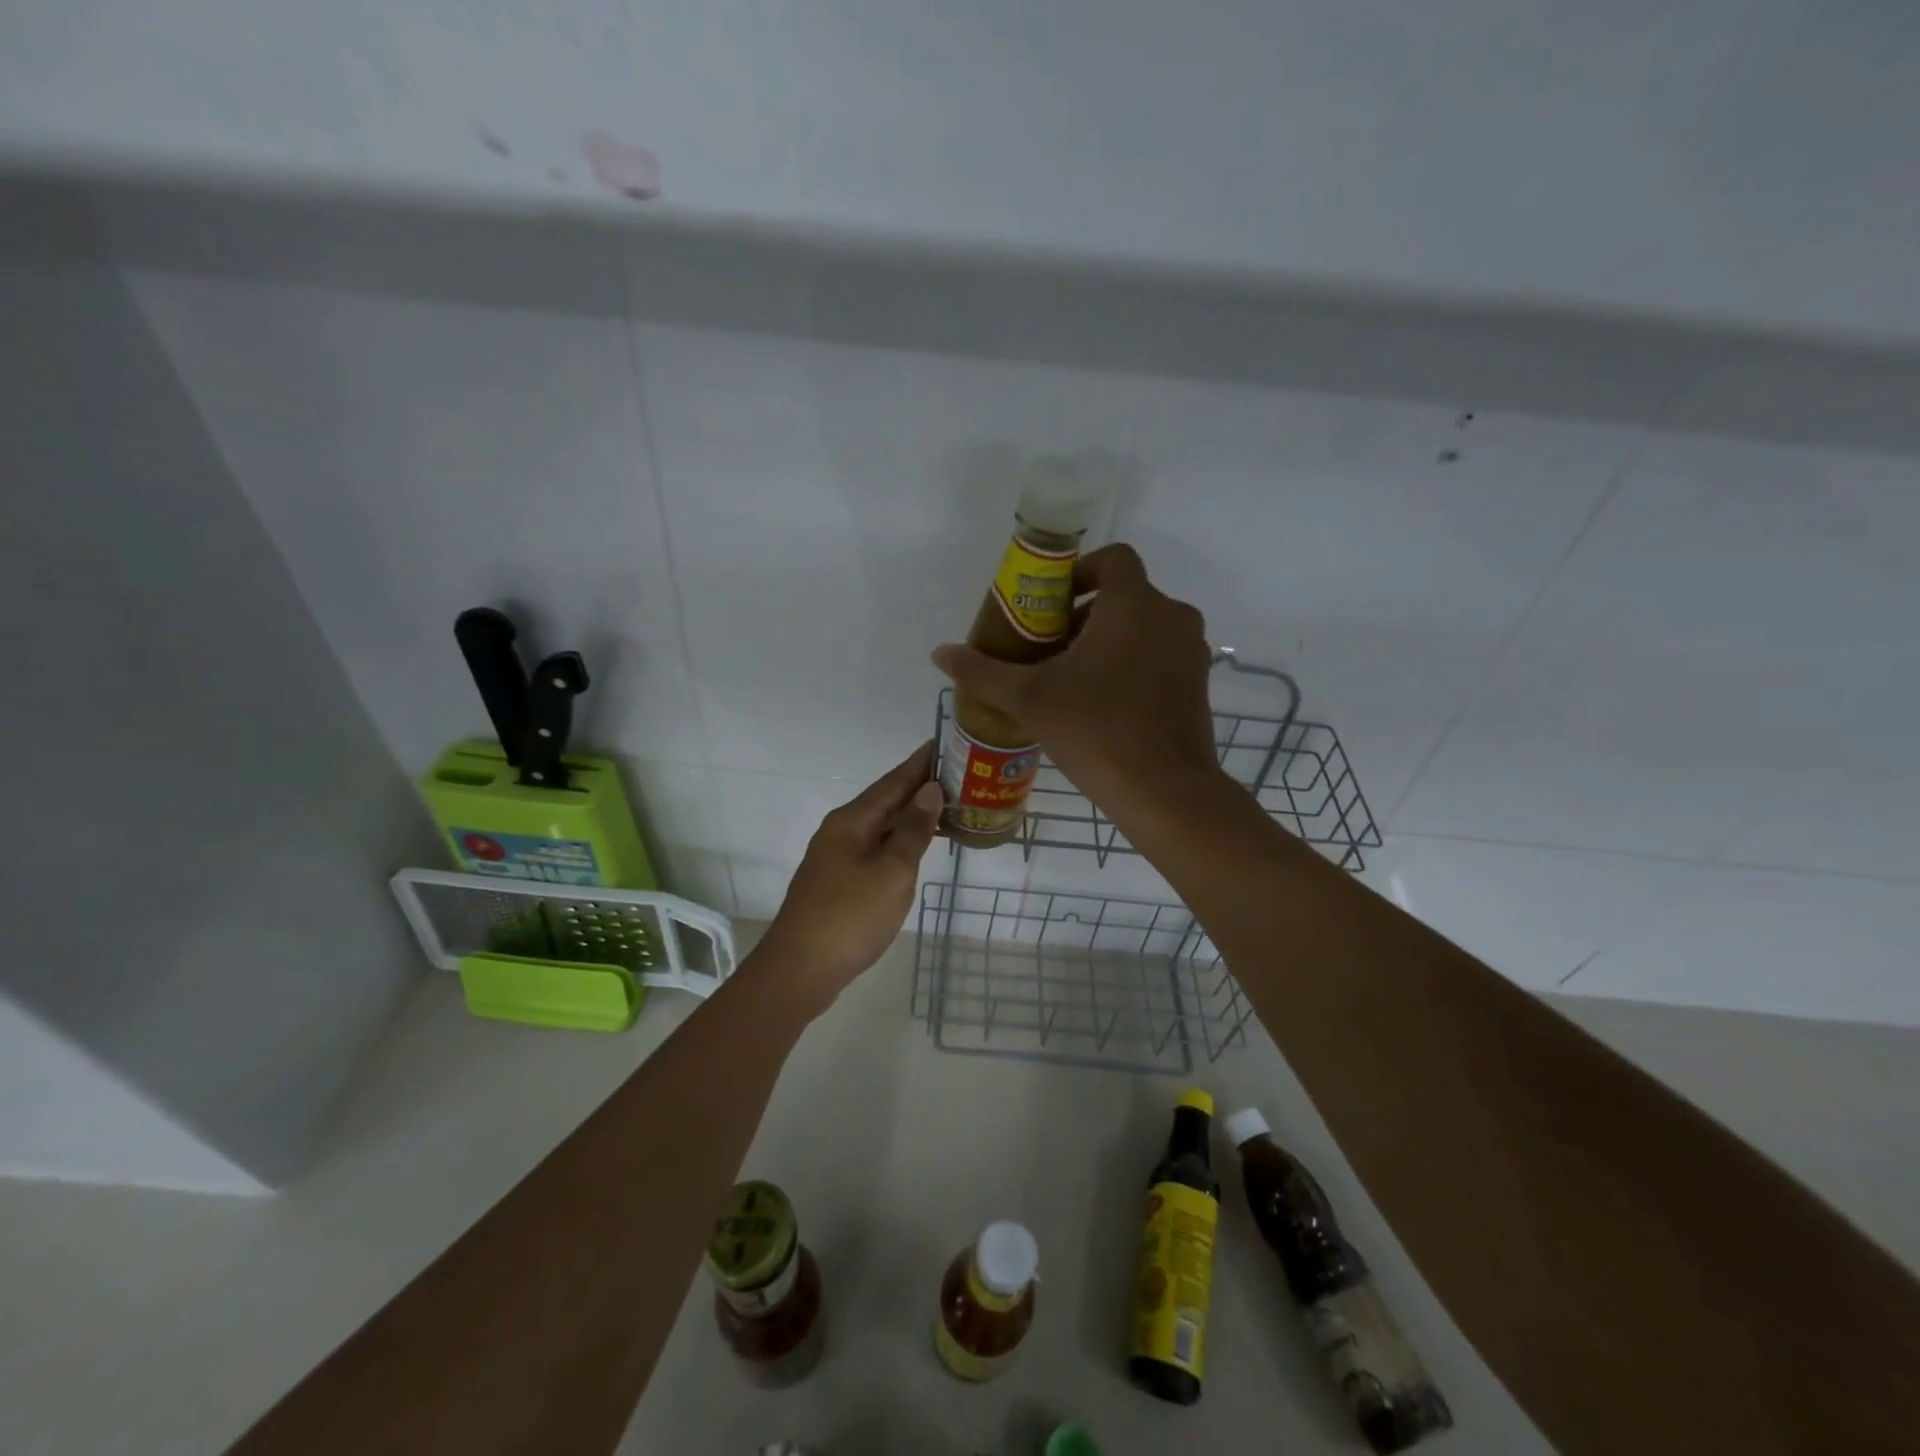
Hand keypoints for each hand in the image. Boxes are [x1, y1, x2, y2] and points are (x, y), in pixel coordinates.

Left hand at [753, 741, 943, 1014]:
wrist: (800, 969)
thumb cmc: (851, 916)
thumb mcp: (892, 871)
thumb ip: (913, 830)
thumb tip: (930, 790)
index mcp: (852, 821)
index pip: (893, 782)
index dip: (919, 764)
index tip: (943, 742)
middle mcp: (840, 831)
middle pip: (885, 801)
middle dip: (918, 788)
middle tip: (956, 776)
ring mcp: (836, 857)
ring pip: (879, 826)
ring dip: (909, 816)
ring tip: (944, 808)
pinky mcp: (837, 881)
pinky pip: (874, 848)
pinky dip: (898, 841)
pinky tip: (914, 848)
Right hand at [931, 544, 1218, 813]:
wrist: (1164, 792)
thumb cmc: (1096, 732)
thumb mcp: (1030, 700)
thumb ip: (983, 672)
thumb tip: (940, 653)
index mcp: (1134, 605)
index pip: (1112, 559)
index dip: (1079, 572)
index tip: (1049, 604)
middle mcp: (1172, 617)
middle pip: (1124, 595)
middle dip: (1084, 614)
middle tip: (1048, 648)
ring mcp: (1192, 651)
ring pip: (1144, 627)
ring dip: (1108, 640)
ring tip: (1071, 678)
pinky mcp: (1199, 684)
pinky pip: (1161, 655)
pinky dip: (1133, 663)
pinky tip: (1103, 703)